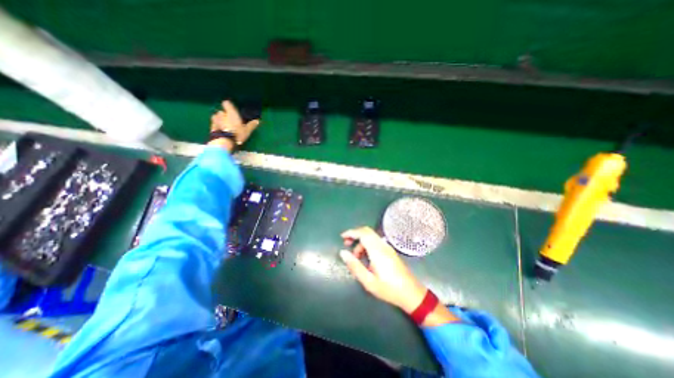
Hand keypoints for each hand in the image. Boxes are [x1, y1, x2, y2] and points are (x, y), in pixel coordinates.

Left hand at [210, 101, 260, 151]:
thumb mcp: (247, 130)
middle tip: (230, 121)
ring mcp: (215, 120)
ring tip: (224, 126)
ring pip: (216, 117)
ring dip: (219, 120)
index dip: (228, 105)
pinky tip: (221, 131)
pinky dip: (217, 126)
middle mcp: (221, 113)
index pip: (226, 103)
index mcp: (230, 112)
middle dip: (224, 115)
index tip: (232, 109)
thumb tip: (258, 121)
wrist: (224, 141)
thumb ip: (251, 125)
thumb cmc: (237, 133)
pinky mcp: (211, 127)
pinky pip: (214, 124)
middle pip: (221, 111)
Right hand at [340, 226, 460, 326]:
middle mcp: (383, 245)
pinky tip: (365, 257)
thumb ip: (355, 266)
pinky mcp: (390, 251)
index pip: (363, 233)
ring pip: (371, 236)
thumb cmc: (389, 289)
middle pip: (367, 231)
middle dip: (355, 234)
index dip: (351, 232)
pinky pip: (375, 242)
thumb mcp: (368, 281)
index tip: (342, 237)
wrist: (411, 293)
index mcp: (377, 251)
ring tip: (355, 256)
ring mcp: (387, 247)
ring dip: (361, 242)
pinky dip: (367, 245)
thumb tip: (342, 252)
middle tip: (346, 243)